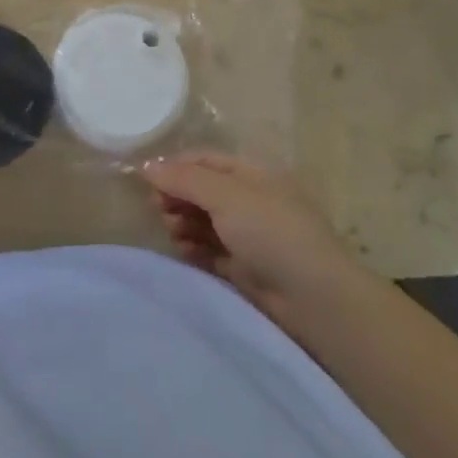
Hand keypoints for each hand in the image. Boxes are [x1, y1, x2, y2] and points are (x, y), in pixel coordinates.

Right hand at [141, 153, 369, 329]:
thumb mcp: (227, 195)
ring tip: (173, 233)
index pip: (205, 160)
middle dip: (177, 196)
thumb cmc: (271, 232)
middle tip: (158, 210)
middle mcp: (250, 199)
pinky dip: (194, 248)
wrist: (312, 296)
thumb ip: (185, 179)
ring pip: (204, 221)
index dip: (175, 166)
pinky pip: (210, 250)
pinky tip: (184, 252)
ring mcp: (249, 234)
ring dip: (183, 223)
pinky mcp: (245, 266)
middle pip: (202, 190)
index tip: (145, 180)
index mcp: (253, 173)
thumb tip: (148, 165)